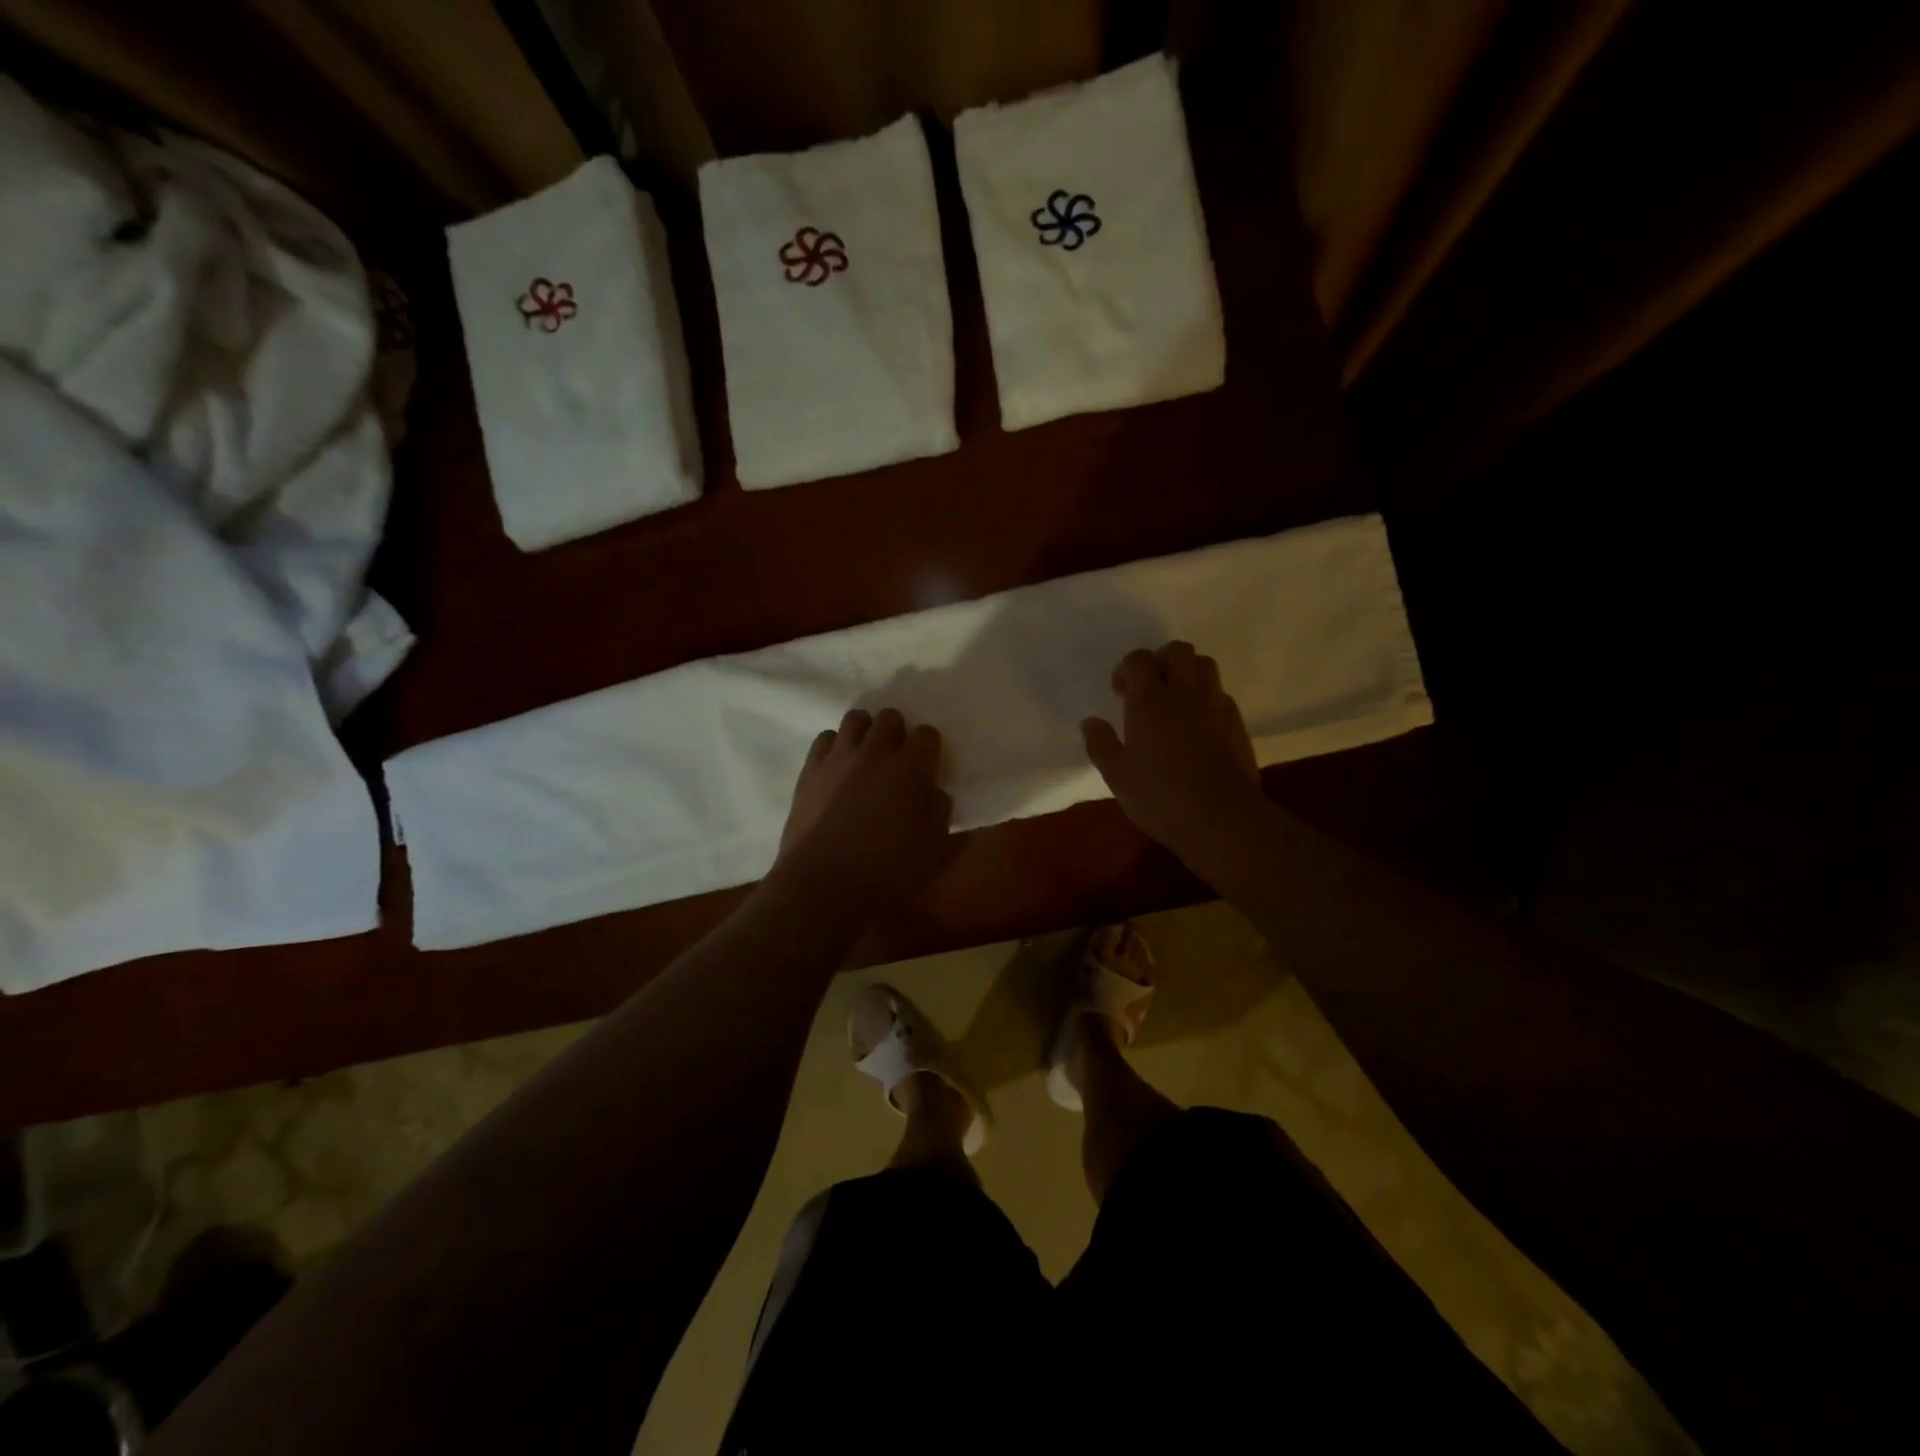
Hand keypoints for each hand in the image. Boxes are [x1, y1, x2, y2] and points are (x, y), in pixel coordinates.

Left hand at [775, 707, 953, 910]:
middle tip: (897, 758)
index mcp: (910, 770)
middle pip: (889, 718)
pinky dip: (835, 745)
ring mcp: (838, 758)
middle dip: (897, 732)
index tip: (928, 764)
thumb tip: (935, 793)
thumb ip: (939, 814)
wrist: (822, 885)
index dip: (930, 746)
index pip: (927, 734)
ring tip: (866, 755)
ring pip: (855, 719)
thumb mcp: (931, 851)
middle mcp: (874, 753)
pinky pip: (825, 738)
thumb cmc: (885, 872)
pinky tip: (838, 767)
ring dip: (866, 731)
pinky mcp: (810, 770)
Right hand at [1081, 641, 1266, 871]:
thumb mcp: (1118, 777)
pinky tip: (1199, 723)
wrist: (1222, 819)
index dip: (1127, 668)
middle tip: (1150, 686)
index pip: (1139, 660)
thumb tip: (1090, 722)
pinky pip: (1221, 694)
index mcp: (1150, 702)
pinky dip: (1207, 697)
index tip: (1120, 692)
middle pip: (1178, 651)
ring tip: (1176, 698)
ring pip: (1205, 665)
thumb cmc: (1161, 798)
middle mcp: (1184, 694)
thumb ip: (1101, 745)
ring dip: (1188, 672)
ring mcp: (1215, 706)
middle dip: (1161, 660)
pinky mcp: (1237, 723)